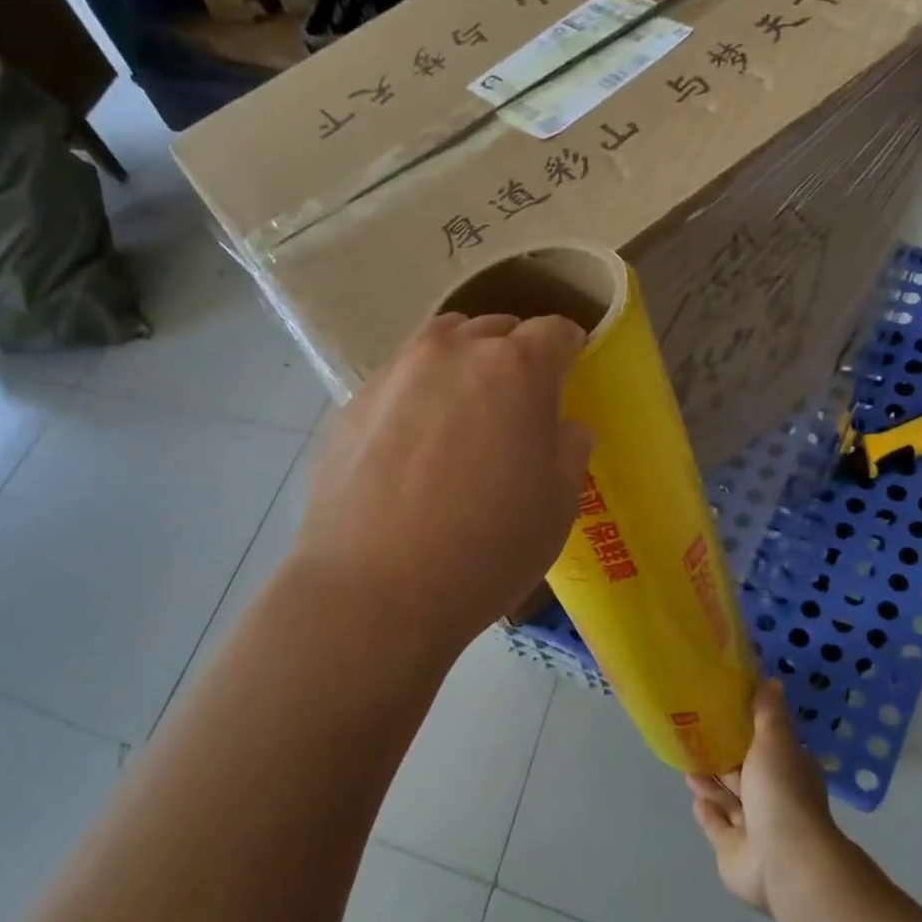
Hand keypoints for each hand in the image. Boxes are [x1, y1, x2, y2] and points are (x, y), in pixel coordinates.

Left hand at [294, 313, 593, 653]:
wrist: (372, 591)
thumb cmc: (485, 550)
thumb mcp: (557, 508)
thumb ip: (569, 450)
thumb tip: (563, 426)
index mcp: (516, 368)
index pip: (554, 332)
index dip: (568, 353)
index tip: (568, 379)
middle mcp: (453, 352)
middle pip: (494, 329)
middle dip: (514, 356)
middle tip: (516, 405)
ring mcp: (394, 373)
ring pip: (440, 345)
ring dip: (462, 365)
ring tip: (461, 416)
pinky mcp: (352, 402)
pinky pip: (399, 381)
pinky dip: (417, 396)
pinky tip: (411, 448)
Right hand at [689, 680, 841, 913]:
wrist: (784, 861)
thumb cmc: (781, 793)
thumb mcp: (776, 741)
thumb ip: (768, 713)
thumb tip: (773, 679)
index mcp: (789, 772)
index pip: (767, 747)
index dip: (746, 732)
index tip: (721, 714)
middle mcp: (775, 799)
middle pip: (745, 774)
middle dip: (723, 758)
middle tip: (694, 738)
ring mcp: (755, 829)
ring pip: (729, 800)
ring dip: (711, 784)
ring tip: (687, 764)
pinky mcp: (734, 852)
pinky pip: (717, 827)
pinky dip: (707, 812)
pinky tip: (694, 797)